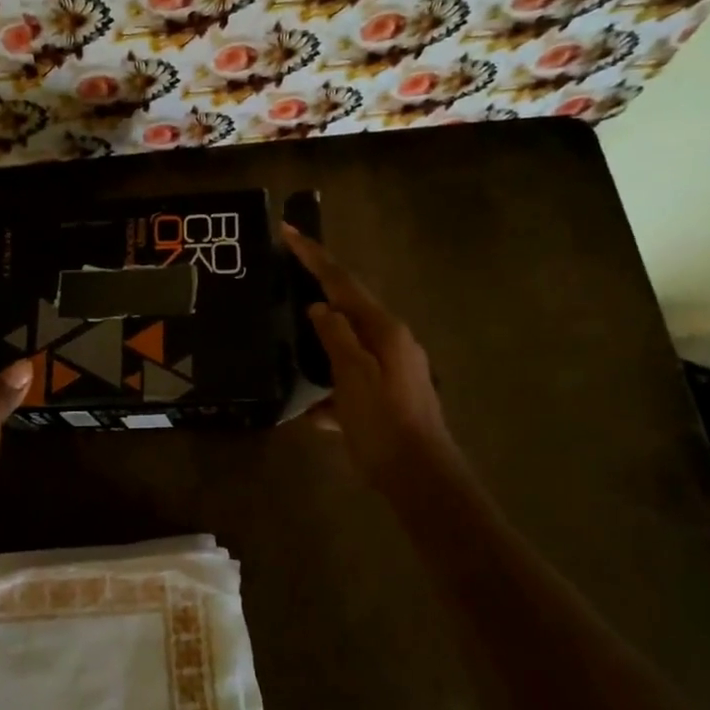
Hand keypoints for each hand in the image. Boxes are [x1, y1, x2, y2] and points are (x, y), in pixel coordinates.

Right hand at [284, 226, 469, 499]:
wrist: (422, 479)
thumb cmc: (384, 425)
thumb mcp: (353, 377)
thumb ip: (336, 337)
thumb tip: (320, 308)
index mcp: (384, 330)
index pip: (342, 282)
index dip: (314, 257)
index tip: (288, 231)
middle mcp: (392, 341)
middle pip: (349, 305)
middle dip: (319, 288)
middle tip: (288, 272)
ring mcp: (394, 368)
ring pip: (348, 342)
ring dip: (322, 339)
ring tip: (292, 338)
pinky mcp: (389, 393)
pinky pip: (352, 375)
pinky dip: (331, 381)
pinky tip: (312, 406)